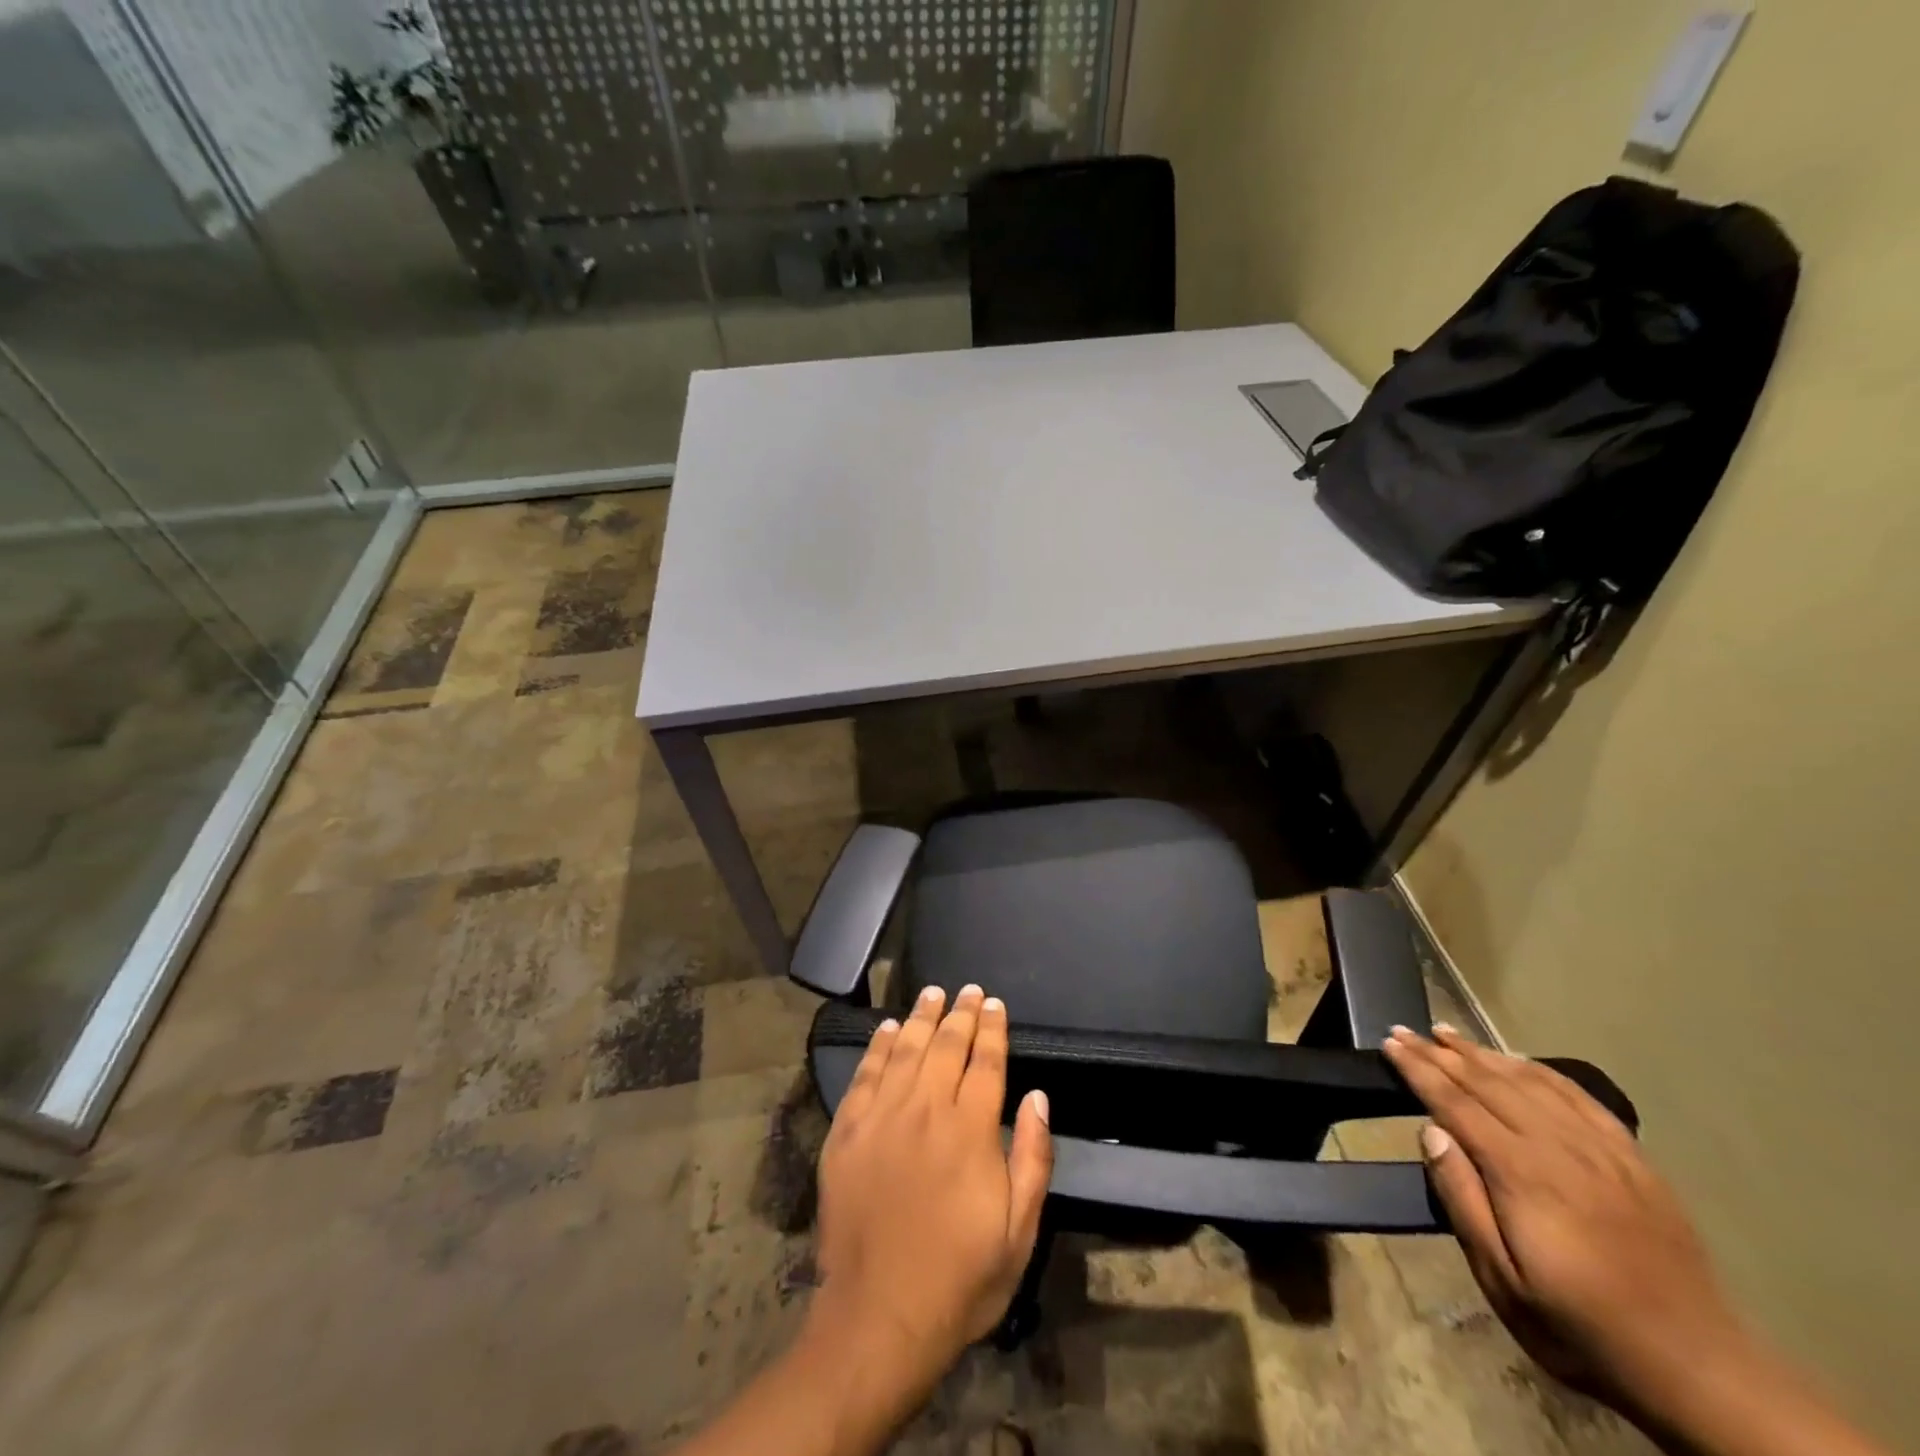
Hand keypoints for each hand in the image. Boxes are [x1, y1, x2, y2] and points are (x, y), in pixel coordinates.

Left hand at [811, 984, 1052, 1396]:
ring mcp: (881, 1118)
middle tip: (969, 990)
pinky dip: (878, 1047)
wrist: (878, 1317)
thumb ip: (1033, 1158)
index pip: (986, 1062)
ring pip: (904, 1050)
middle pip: (946, 1045)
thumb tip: (1039, 1097)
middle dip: (961, 1013)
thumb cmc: (959, 1279)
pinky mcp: (846, 1133)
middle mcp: (926, 1110)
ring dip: (921, 1017)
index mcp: (970, 1130)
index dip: (992, 1029)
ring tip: (932, 993)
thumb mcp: (1019, 1233)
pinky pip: (865, 1075)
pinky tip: (886, 1029)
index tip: (995, 1004)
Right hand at [1381, 1025, 1748, 1417]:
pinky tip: (1520, 1062)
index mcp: (1521, 1173)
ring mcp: (1601, 1149)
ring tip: (1447, 1033)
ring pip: (1530, 1082)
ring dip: (1483, 1053)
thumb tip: (1431, 1132)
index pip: (1455, 1103)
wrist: (1697, 1367)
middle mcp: (1559, 1146)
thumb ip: (1462, 1199)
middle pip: (1487, 1083)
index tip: (1390, 1044)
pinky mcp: (1632, 1159)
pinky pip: (1579, 1098)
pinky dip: (1541, 1071)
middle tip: (1405, 1030)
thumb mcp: (1502, 1280)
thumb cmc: (1580, 1327)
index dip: (1419, 1070)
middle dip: (1440, 1053)